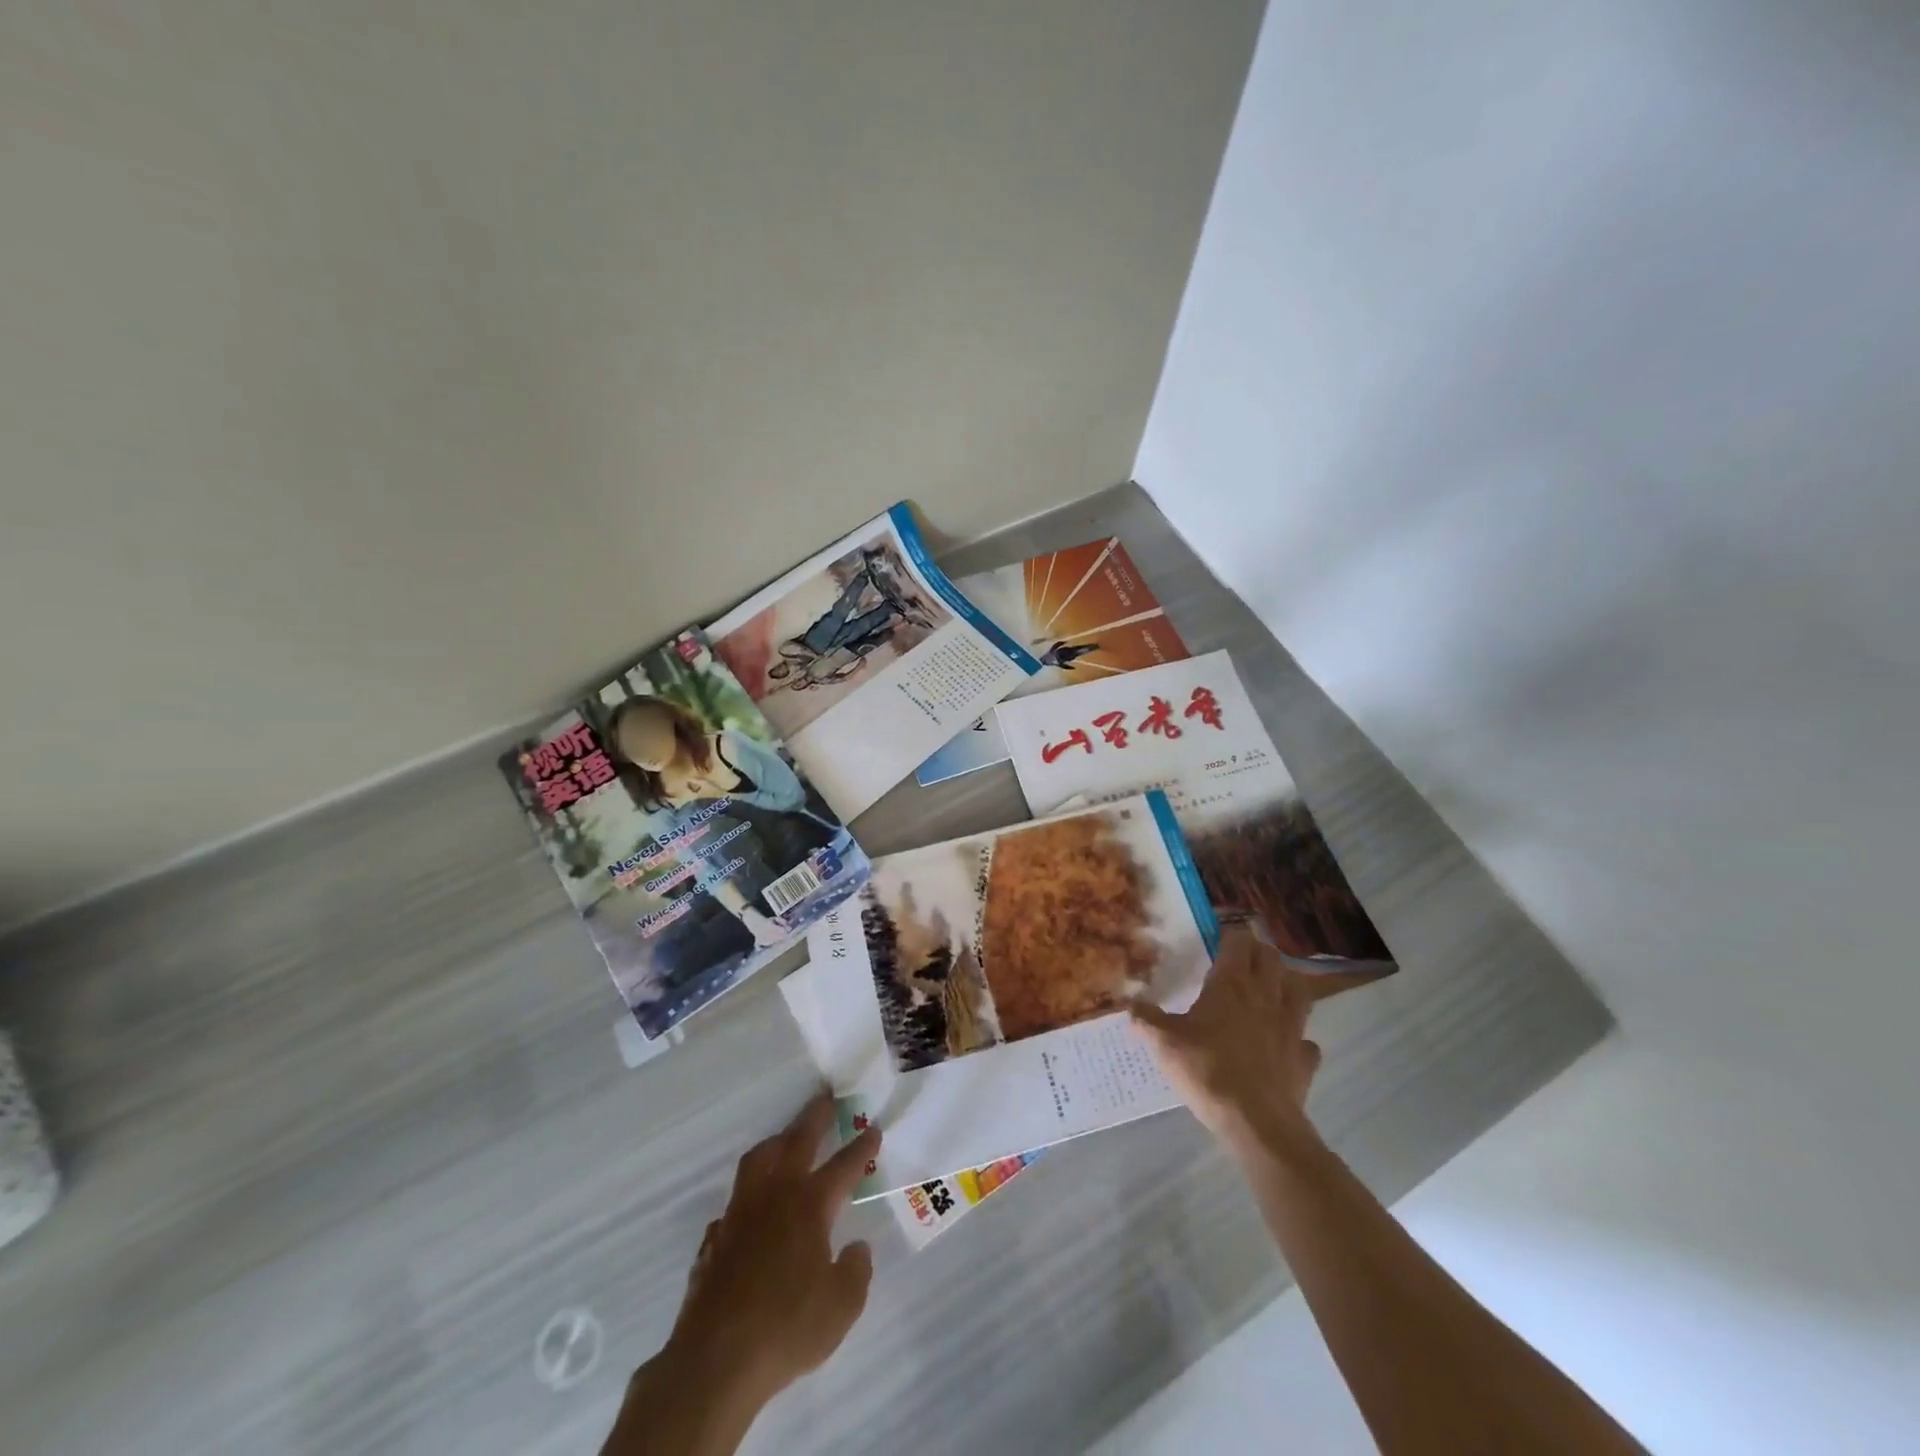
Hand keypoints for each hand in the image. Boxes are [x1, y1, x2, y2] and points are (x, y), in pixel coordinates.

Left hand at [670, 1092, 878, 1402]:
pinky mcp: (715, 1237)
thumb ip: (856, 1271)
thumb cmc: (787, 1329)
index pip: (844, 1166)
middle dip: (815, 1116)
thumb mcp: (842, 1307)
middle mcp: (775, 1195)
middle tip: (826, 1097)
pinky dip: (750, 1192)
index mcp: (810, 1205)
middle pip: (797, 1141)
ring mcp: (740, 1213)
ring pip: (759, 1159)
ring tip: (787, 1137)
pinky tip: (753, 1206)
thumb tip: (856, 1247)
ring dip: (777, 1141)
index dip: (862, 1147)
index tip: (873, 1129)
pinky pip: (735, 1200)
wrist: (716, 1361)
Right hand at [1131, 922, 1322, 1151]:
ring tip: (1270, 990)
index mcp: (1231, 983)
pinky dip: (1297, 1038)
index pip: (1238, 941)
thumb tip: (1130, 1004)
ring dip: (1285, 983)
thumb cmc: (1207, 1069)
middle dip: (1258, 952)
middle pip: (1271, 958)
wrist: (1256, 1122)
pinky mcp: (1303, 1058)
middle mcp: (1265, 996)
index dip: (1230, 933)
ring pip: (1298, 990)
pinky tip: (1285, 1044)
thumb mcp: (1164, 1043)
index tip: (1218, 934)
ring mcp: (1291, 1026)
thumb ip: (1146, 1020)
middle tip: (1240, 958)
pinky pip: (1306, 1040)